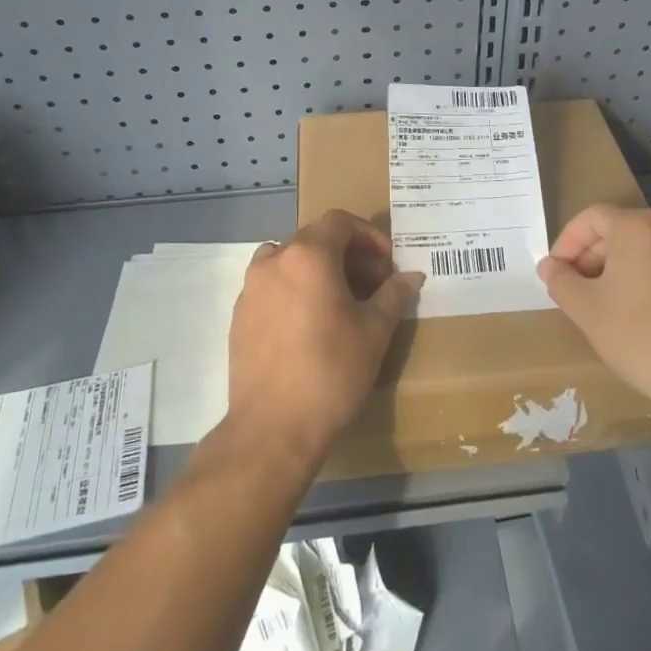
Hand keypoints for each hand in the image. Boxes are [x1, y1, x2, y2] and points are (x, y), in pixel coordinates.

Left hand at [227, 210, 422, 473]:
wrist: (272, 428)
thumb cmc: (331, 371)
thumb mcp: (375, 331)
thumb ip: (394, 294)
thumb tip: (412, 276)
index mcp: (308, 255)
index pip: (340, 222)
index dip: (369, 236)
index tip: (386, 265)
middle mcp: (274, 260)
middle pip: (315, 239)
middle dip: (347, 254)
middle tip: (371, 285)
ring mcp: (251, 287)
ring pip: (289, 260)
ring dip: (317, 269)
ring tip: (339, 301)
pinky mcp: (239, 315)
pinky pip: (271, 286)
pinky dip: (294, 289)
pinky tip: (309, 324)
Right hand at [536, 205, 650, 426]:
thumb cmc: (638, 336)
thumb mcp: (585, 309)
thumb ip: (561, 280)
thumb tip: (551, 267)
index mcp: (640, 227)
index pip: (592, 218)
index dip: (567, 242)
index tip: (557, 273)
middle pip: (625, 231)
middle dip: (596, 256)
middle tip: (581, 289)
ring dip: (629, 270)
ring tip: (615, 305)